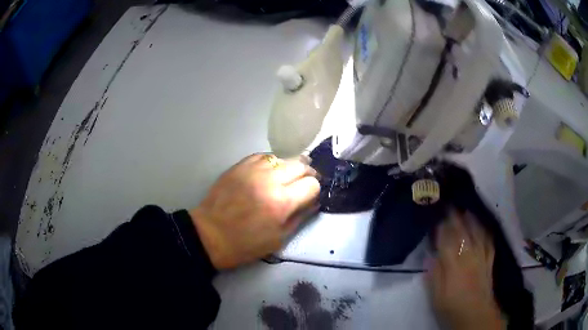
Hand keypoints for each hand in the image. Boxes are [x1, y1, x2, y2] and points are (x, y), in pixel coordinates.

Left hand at [190, 153, 319, 269]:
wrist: (210, 235)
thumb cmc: (246, 244)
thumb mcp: (279, 239)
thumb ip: (300, 217)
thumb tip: (314, 202)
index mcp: (282, 202)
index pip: (312, 184)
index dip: (315, 190)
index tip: (310, 196)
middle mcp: (270, 180)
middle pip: (301, 165)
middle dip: (307, 174)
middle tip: (303, 184)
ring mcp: (253, 170)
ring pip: (282, 157)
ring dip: (289, 167)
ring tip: (285, 178)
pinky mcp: (239, 166)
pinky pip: (263, 156)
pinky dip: (271, 163)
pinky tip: (269, 172)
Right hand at [426, 211, 504, 329]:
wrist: (476, 315)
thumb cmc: (453, 308)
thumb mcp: (437, 297)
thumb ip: (434, 276)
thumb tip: (430, 256)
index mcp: (454, 266)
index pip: (447, 241)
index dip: (442, 228)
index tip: (437, 217)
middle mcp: (469, 257)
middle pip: (462, 233)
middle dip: (455, 219)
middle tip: (450, 206)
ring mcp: (481, 258)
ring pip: (477, 234)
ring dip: (471, 221)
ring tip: (466, 210)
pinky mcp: (489, 262)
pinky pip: (488, 242)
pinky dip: (485, 232)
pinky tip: (483, 227)